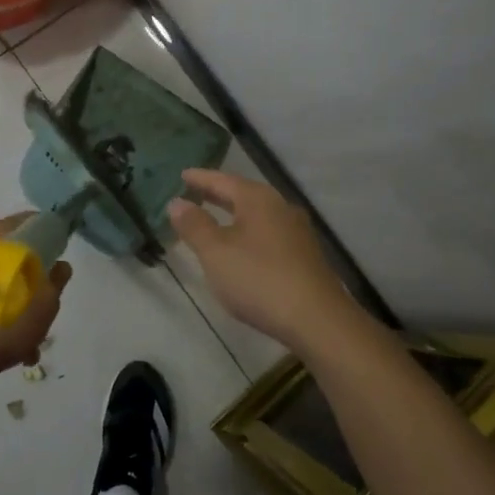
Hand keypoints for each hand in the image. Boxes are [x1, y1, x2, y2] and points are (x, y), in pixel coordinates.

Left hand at [0, 214, 71, 388]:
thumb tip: (60, 266)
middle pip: (6, 250)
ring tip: (14, 331)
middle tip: (35, 302)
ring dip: (3, 294)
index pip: (30, 223)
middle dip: (22, 274)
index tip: (55, 258)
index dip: (46, 239)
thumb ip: (55, 281)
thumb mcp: (43, 307)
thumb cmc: (0, 325)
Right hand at [168, 169, 346, 346]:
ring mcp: (296, 232)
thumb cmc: (259, 279)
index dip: (200, 178)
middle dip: (217, 194)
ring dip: (233, 214)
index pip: (223, 180)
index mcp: (258, 199)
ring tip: (213, 218)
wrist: (317, 320)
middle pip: (242, 194)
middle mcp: (280, 207)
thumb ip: (195, 225)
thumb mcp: (216, 253)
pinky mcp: (303, 255)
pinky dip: (247, 232)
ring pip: (257, 214)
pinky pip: (267, 233)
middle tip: (193, 193)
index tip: (182, 174)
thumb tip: (177, 202)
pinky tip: (241, 247)